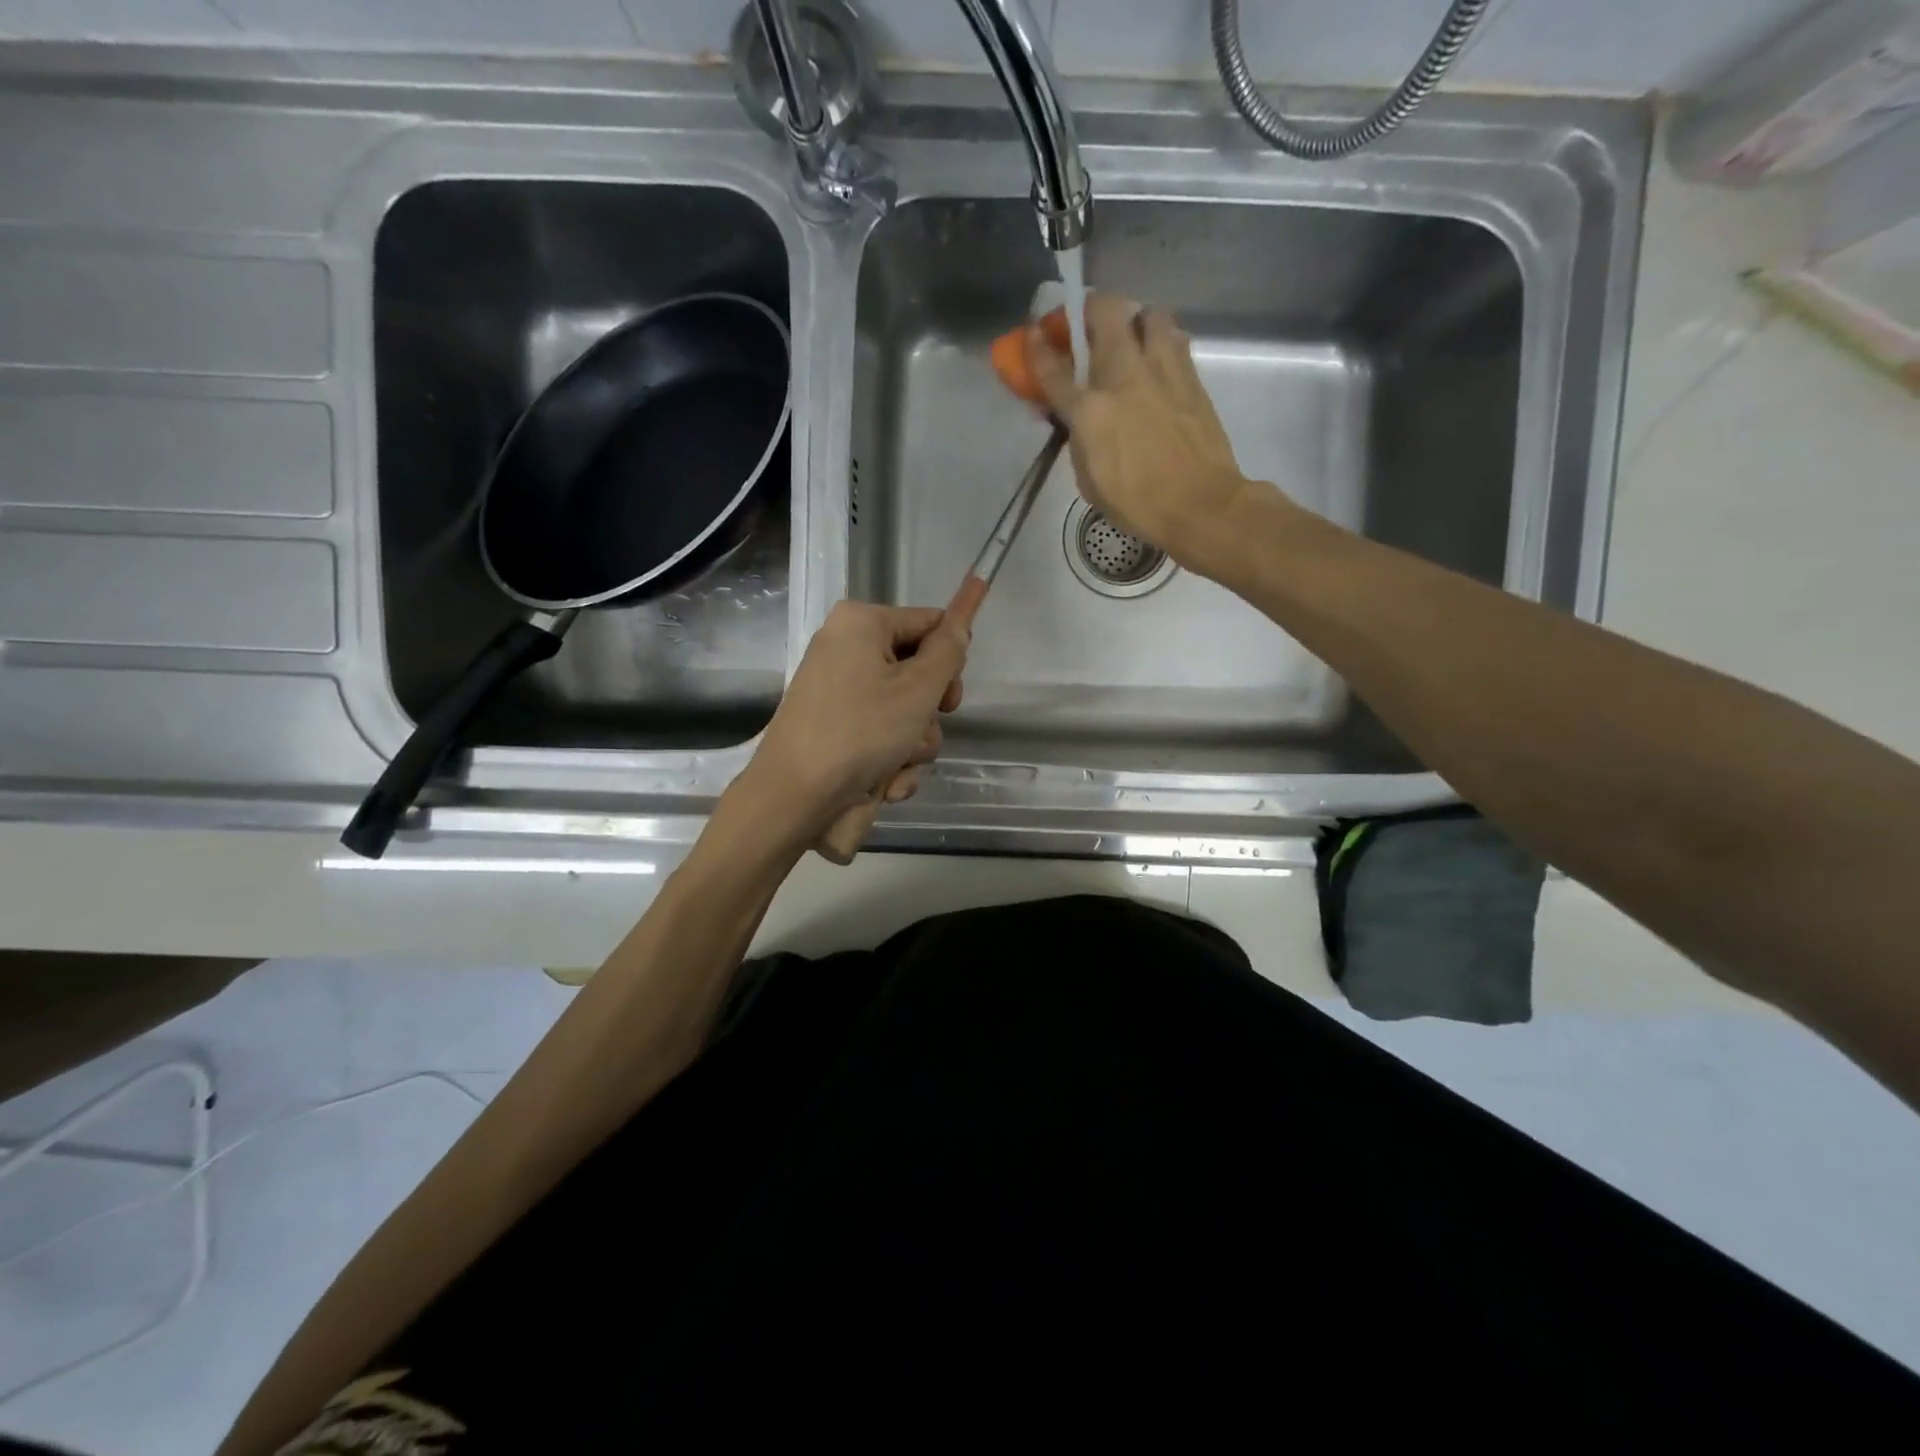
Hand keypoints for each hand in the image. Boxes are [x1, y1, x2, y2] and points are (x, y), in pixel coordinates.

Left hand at [733, 601, 966, 844]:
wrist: (796, 798)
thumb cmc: (860, 732)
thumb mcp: (918, 688)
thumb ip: (949, 652)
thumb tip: (959, 624)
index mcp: (861, 624)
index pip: (929, 623)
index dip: (950, 660)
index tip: (953, 698)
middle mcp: (848, 651)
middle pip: (919, 673)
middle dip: (929, 713)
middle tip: (923, 729)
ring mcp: (842, 694)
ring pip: (907, 713)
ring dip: (914, 745)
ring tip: (897, 764)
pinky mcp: (840, 731)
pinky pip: (885, 737)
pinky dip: (892, 761)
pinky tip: (884, 783)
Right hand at [1027, 293, 1249, 562]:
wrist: (1200, 504)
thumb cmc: (1138, 504)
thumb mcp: (1090, 481)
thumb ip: (1078, 440)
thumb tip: (1077, 420)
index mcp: (1090, 411)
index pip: (1054, 369)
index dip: (1037, 348)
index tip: (1032, 334)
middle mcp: (1123, 378)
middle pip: (1104, 314)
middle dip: (1088, 311)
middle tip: (1084, 325)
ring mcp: (1162, 371)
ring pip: (1147, 314)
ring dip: (1133, 320)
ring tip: (1130, 340)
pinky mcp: (1191, 376)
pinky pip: (1174, 338)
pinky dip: (1161, 340)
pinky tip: (1158, 360)